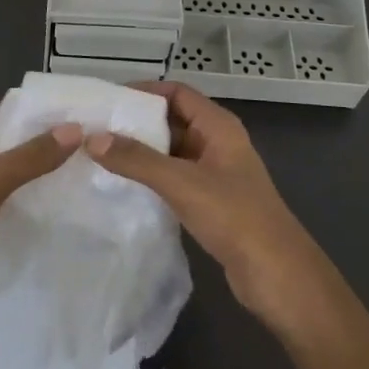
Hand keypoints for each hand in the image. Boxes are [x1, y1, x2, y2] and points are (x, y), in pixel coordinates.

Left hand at [0, 108, 81, 325]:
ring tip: (71, 182)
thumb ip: (31, 156)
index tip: (74, 122)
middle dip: (36, 152)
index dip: (35, 118)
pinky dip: (15, 210)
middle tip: (81, 153)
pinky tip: (44, 216)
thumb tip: (74, 129)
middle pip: (0, 148)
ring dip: (27, 183)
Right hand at [87, 81, 335, 341]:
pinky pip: (175, 177)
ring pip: (172, 150)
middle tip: (96, 128)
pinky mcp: (211, 201)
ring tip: (101, 154)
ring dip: (142, 151)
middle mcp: (217, 142)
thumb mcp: (181, 183)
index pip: (176, 92)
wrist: (277, 276)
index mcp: (219, 126)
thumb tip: (92, 138)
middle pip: (172, 119)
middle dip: (137, 122)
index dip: (144, 91)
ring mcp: (215, 172)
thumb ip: (136, 159)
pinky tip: (124, 185)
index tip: (108, 100)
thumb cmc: (234, 216)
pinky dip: (151, 176)